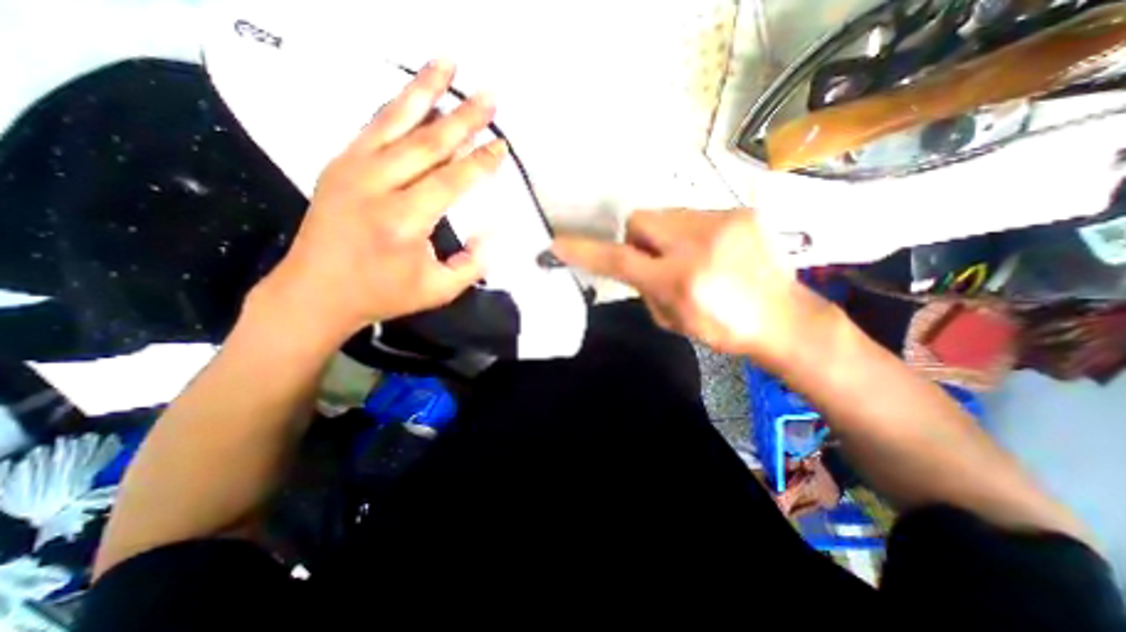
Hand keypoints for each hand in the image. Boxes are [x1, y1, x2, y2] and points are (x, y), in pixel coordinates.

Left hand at [253, 62, 504, 347]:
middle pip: (428, 142)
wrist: (316, 291)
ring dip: (424, 90)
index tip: (501, 146)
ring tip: (446, 63)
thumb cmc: (383, 293)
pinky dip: (396, 106)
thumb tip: (494, 234)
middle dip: (463, 117)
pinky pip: (372, 126)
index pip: (452, 180)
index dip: (480, 162)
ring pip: (395, 120)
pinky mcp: (339, 164)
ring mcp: (352, 169)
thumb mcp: (438, 291)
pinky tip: (411, 93)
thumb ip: (472, 265)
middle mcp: (378, 186)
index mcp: (405, 221)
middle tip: (490, 96)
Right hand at [553, 210, 833, 365]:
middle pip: (640, 220)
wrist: (782, 318)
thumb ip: (645, 288)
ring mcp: (724, 221)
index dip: (586, 252)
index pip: (620, 260)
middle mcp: (699, 243)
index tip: (559, 244)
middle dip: (637, 239)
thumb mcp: (671, 319)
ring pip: (667, 214)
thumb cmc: (722, 329)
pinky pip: (695, 215)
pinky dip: (691, 233)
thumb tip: (634, 265)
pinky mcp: (742, 212)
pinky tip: (713, 252)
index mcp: (680, 279)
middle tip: (654, 260)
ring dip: (666, 236)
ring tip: (690, 257)